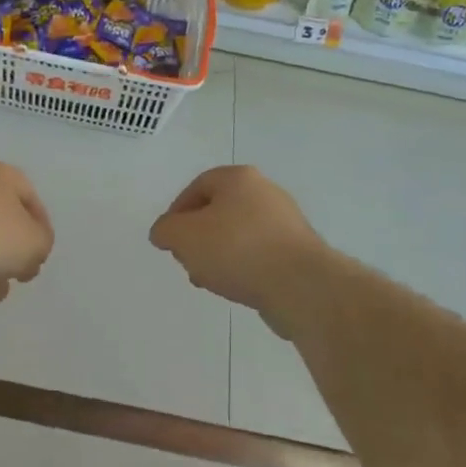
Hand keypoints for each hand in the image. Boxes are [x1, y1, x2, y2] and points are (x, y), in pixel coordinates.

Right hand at [150, 166, 327, 335]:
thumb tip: (164, 232)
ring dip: (219, 255)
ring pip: (239, 235)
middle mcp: (266, 192)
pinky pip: (260, 255)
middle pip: (219, 211)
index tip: (169, 240)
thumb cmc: (237, 249)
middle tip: (188, 260)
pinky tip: (235, 288)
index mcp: (239, 178)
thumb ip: (166, 230)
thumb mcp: (184, 236)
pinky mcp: (299, 251)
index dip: (177, 212)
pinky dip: (243, 267)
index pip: (198, 187)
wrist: (301, 285)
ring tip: (209, 280)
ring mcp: (286, 222)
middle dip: (198, 237)